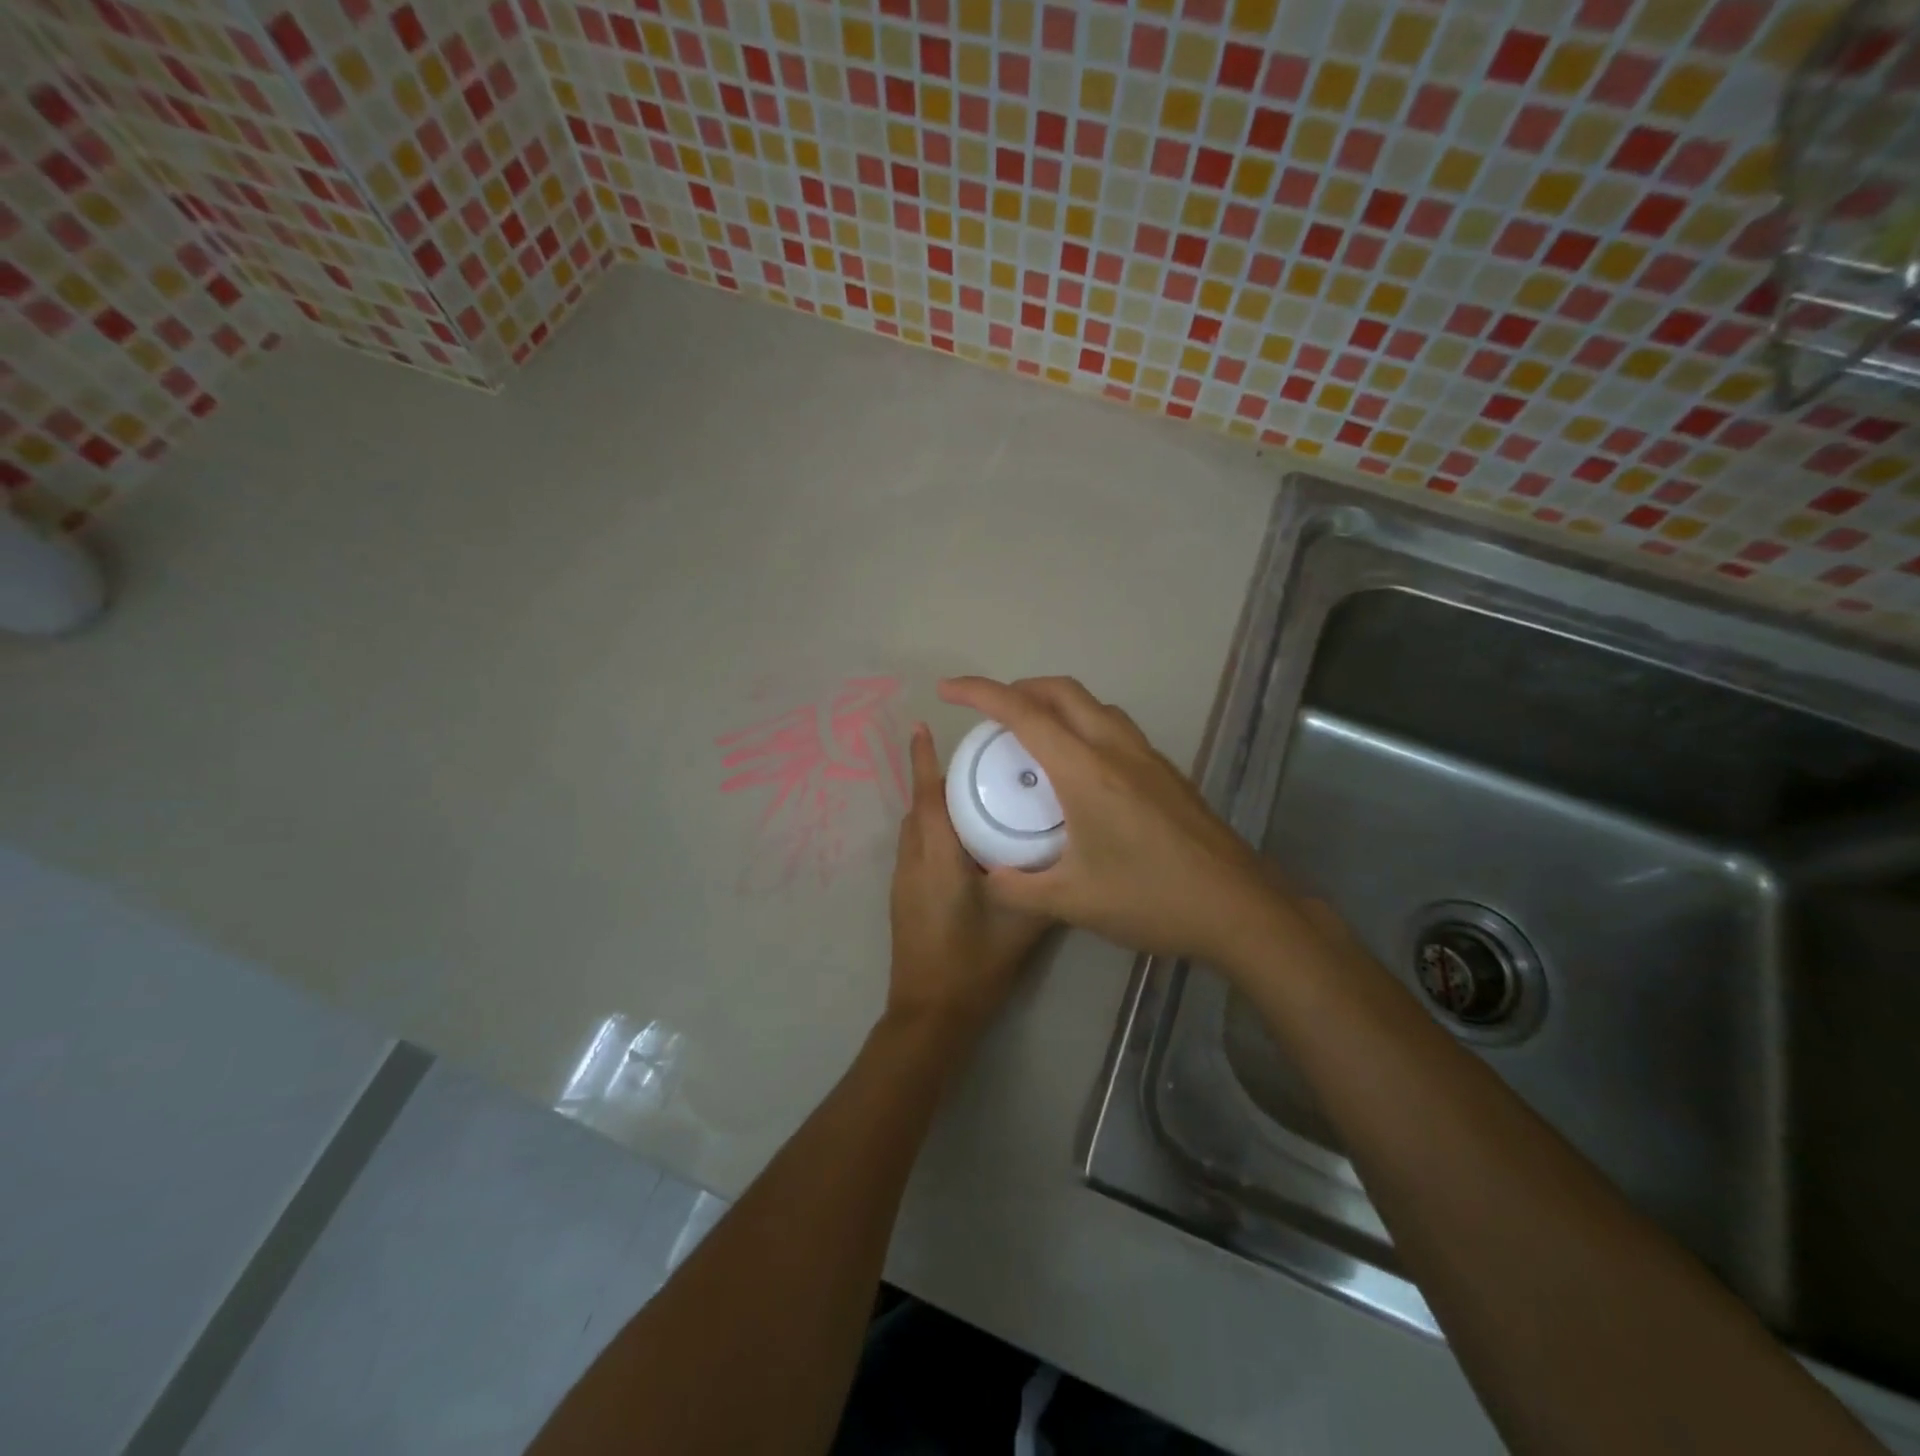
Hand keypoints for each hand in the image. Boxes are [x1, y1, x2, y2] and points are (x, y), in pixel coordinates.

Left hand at [886, 722, 1053, 1036]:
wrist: (931, 1014)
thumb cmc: (974, 964)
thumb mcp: (1022, 923)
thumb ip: (1044, 885)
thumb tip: (1067, 854)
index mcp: (937, 858)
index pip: (927, 797)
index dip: (923, 760)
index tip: (922, 726)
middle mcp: (912, 861)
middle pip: (919, 807)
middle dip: (938, 780)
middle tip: (976, 764)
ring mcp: (903, 880)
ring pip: (914, 828)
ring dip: (934, 807)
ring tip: (974, 798)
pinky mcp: (902, 897)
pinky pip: (915, 848)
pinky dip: (933, 832)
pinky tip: (964, 845)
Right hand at [936, 676, 1282, 968]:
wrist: (1239, 908)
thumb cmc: (1152, 899)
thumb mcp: (1072, 901)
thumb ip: (1018, 887)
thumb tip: (987, 876)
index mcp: (1086, 771)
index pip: (1023, 714)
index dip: (980, 693)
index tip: (948, 690)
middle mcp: (1117, 749)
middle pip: (1062, 691)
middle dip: (1018, 689)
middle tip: (990, 716)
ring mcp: (1148, 757)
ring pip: (1093, 705)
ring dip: (1055, 704)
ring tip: (1031, 736)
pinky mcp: (1167, 773)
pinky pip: (1114, 727)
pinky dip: (1082, 725)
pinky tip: (1078, 770)